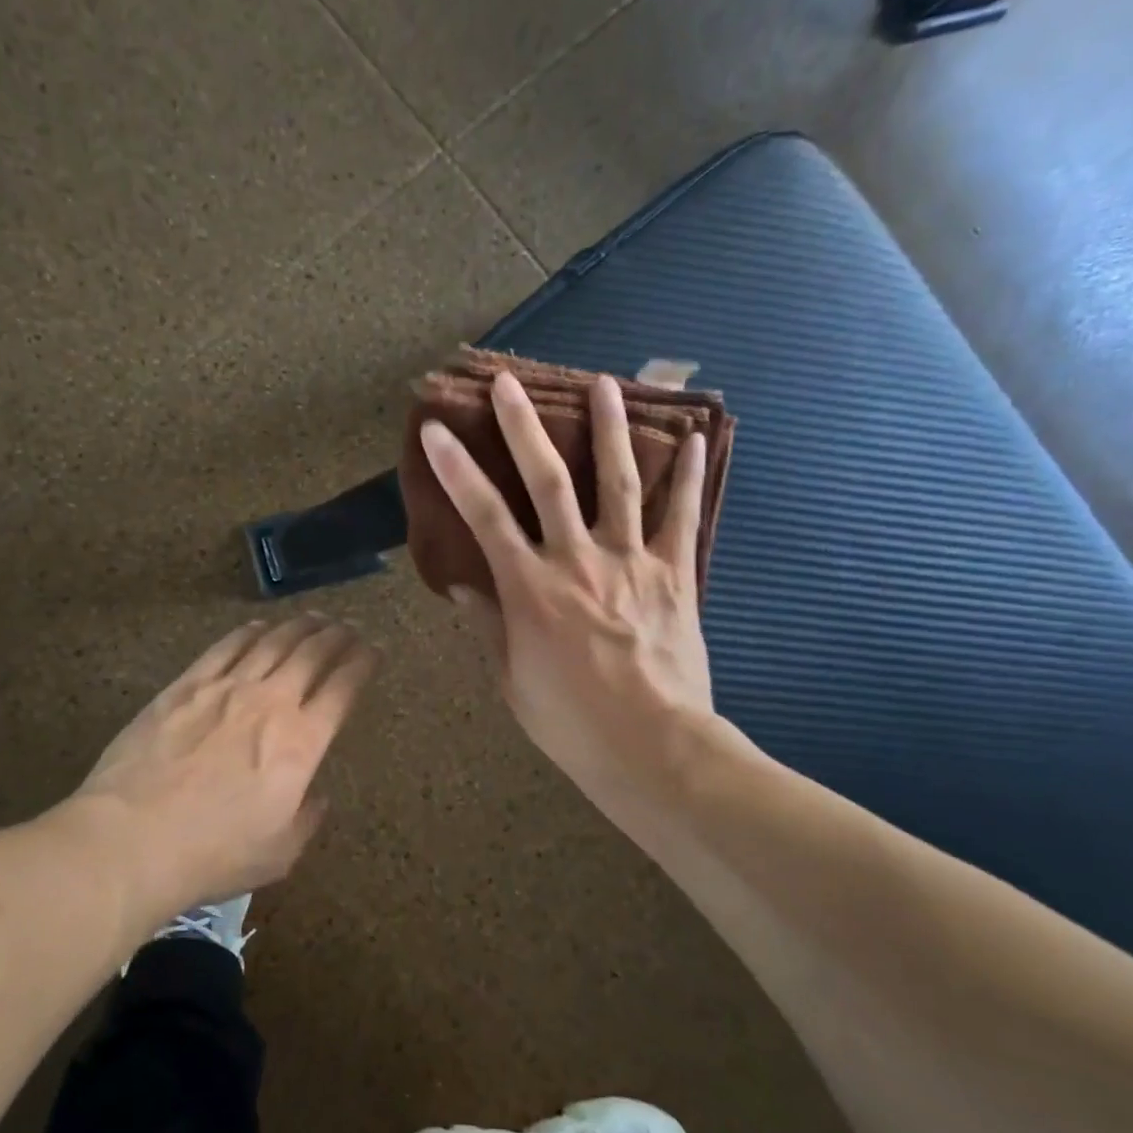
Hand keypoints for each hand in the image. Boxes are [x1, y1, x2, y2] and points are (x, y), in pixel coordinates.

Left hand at [72, 616, 378, 913]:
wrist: (132, 838)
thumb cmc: (212, 854)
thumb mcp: (278, 853)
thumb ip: (307, 819)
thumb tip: (318, 796)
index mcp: (301, 743)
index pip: (343, 688)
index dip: (363, 663)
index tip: (374, 650)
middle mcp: (271, 703)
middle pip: (312, 654)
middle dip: (337, 636)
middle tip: (348, 628)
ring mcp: (226, 688)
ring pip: (273, 643)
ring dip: (299, 627)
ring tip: (313, 618)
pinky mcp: (187, 685)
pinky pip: (226, 647)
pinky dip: (249, 633)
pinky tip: (259, 627)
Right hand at [420, 372, 743, 814]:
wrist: (653, 749)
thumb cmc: (571, 721)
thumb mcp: (512, 679)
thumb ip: (489, 625)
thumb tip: (465, 586)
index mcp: (530, 588)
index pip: (483, 516)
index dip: (456, 469)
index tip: (438, 430)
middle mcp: (577, 560)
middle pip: (548, 481)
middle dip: (524, 427)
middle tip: (511, 383)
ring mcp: (631, 561)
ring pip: (618, 482)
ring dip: (610, 429)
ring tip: (605, 384)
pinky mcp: (674, 575)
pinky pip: (680, 518)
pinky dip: (687, 477)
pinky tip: (694, 440)